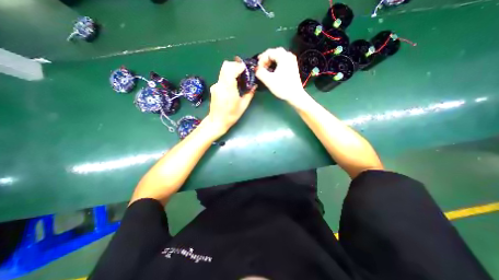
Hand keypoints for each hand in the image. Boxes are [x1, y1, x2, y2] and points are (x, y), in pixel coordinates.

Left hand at [204, 58, 254, 137]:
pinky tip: (233, 85)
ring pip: (223, 70)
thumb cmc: (231, 115)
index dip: (240, 66)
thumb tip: (254, 85)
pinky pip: (222, 77)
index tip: (246, 69)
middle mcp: (220, 84)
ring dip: (231, 70)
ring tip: (239, 78)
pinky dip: (228, 77)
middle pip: (226, 66)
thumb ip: (249, 94)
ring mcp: (216, 85)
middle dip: (235, 65)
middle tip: (243, 72)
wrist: (217, 121)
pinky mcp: (214, 88)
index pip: (232, 69)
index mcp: (228, 88)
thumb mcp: (243, 106)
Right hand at [257, 47, 308, 104]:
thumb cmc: (282, 87)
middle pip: (274, 52)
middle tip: (260, 66)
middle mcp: (289, 56)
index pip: (269, 52)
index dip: (261, 60)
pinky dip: (276, 63)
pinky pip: (282, 61)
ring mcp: (292, 61)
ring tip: (265, 68)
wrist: (295, 95)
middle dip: (266, 59)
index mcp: (283, 57)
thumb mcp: (269, 80)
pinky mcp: (293, 67)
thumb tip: (256, 69)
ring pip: (279, 56)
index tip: (258, 68)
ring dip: (271, 61)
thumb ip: (260, 73)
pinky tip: (273, 70)